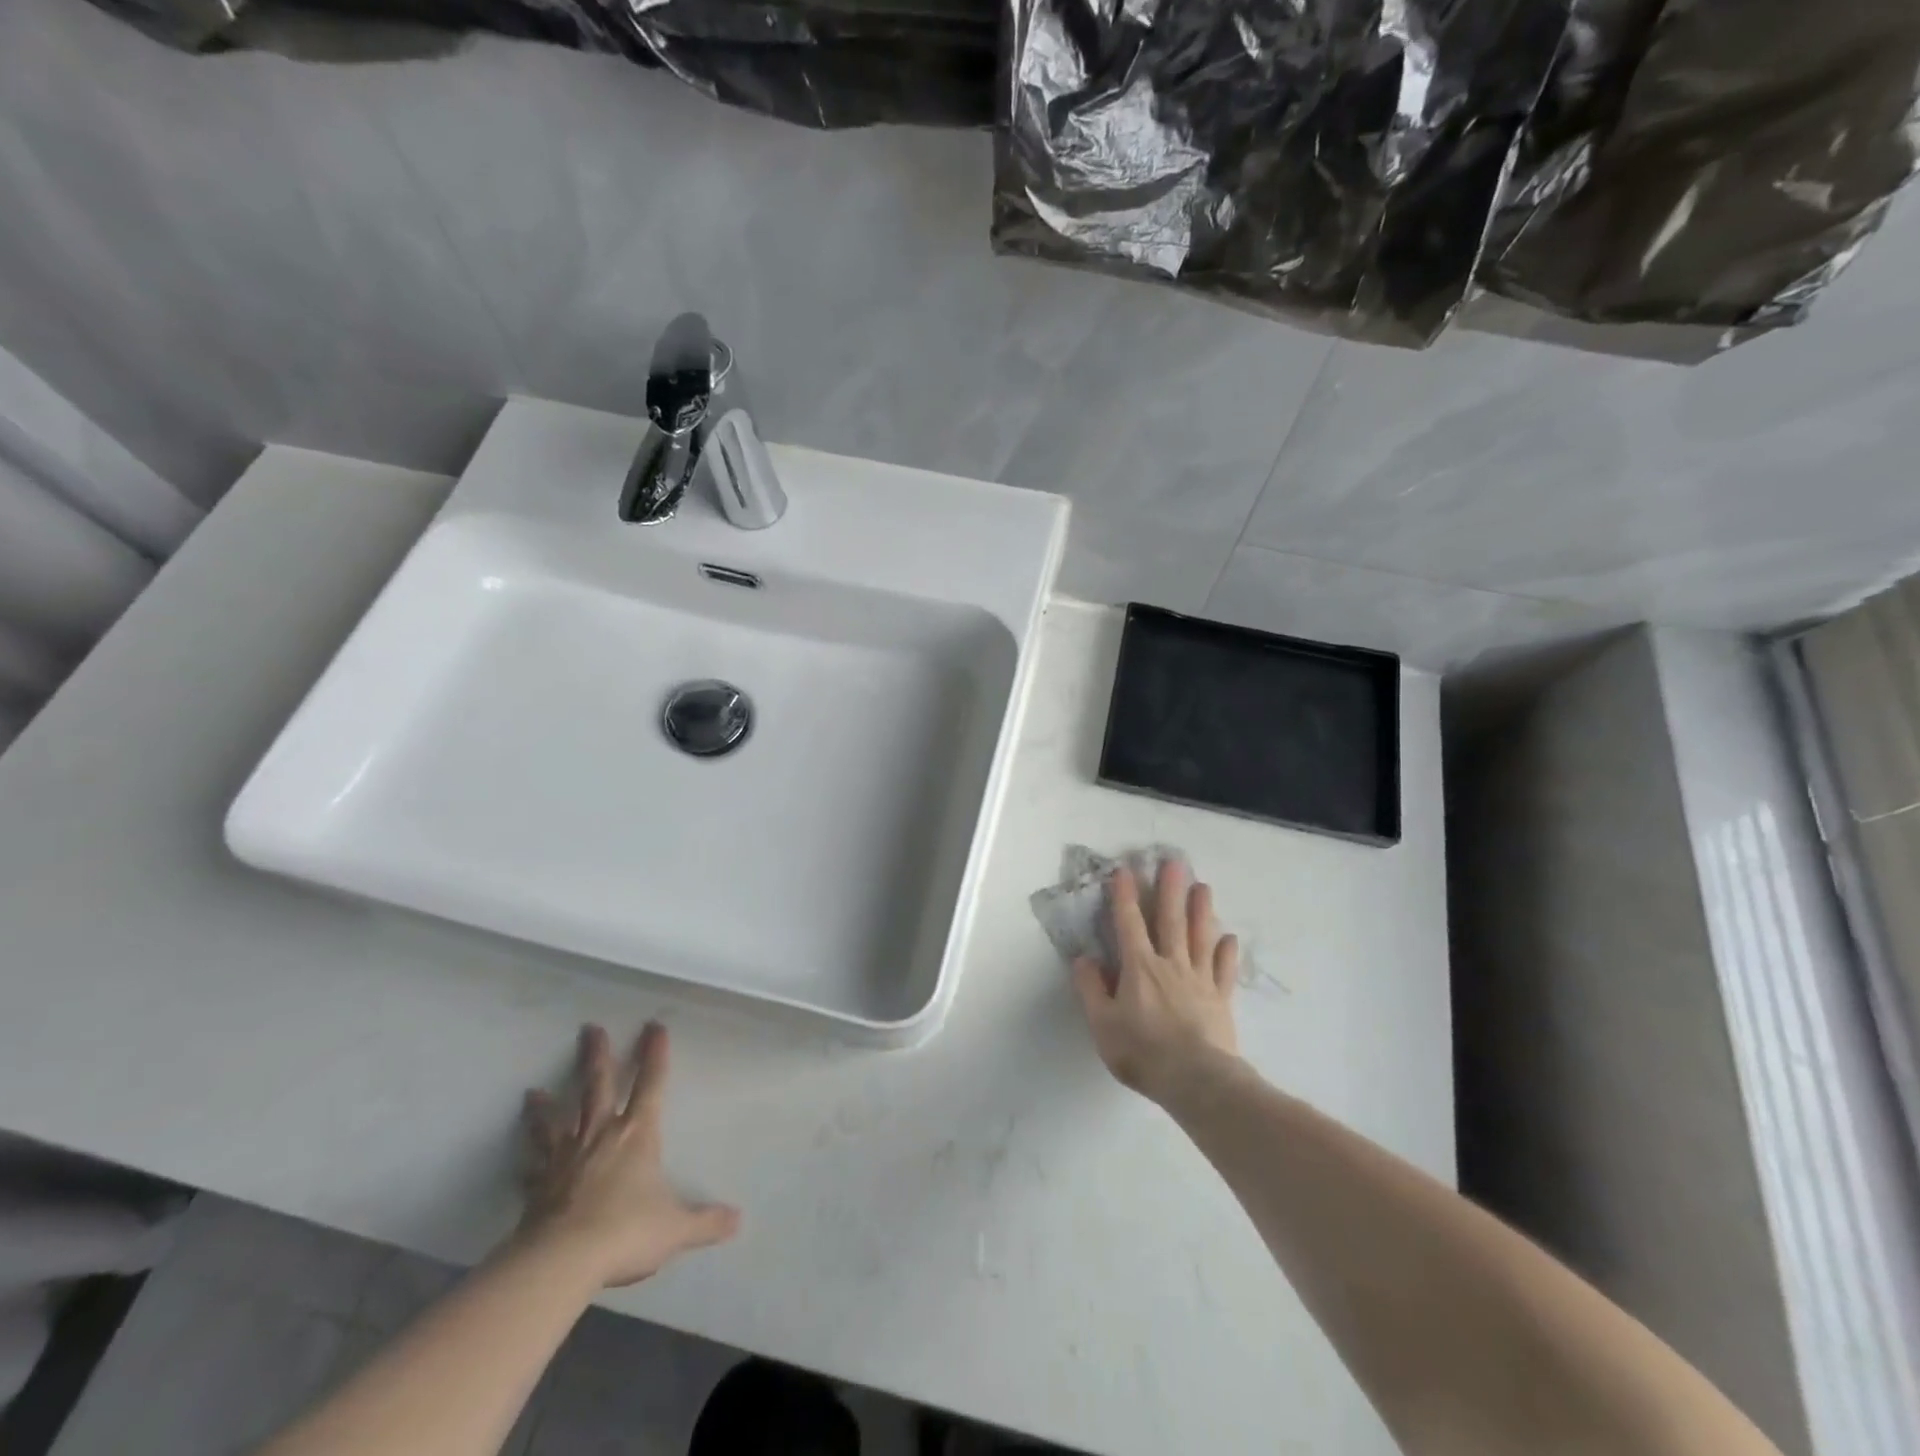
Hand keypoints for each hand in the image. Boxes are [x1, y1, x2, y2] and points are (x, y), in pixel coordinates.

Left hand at [516, 1023, 739, 1286]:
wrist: (560, 1262)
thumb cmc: (625, 1231)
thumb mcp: (675, 1228)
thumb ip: (705, 1222)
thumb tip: (737, 1220)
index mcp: (637, 1134)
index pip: (651, 1084)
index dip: (655, 1055)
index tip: (654, 1026)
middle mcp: (600, 1135)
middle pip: (597, 1086)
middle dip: (597, 1056)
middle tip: (590, 1028)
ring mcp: (564, 1160)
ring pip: (555, 1123)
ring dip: (546, 1107)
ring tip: (532, 1092)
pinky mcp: (537, 1188)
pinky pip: (531, 1170)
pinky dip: (526, 1164)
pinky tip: (519, 1164)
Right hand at [1071, 862, 1239, 1103]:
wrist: (1197, 1081)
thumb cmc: (1143, 1051)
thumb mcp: (1102, 1024)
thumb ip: (1091, 989)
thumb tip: (1084, 958)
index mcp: (1139, 967)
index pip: (1128, 923)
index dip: (1124, 895)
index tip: (1124, 869)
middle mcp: (1170, 964)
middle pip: (1170, 920)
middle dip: (1169, 889)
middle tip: (1174, 862)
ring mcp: (1199, 980)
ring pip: (1200, 937)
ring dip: (1201, 910)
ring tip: (1203, 886)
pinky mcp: (1221, 999)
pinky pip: (1224, 970)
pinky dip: (1227, 952)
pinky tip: (1229, 937)